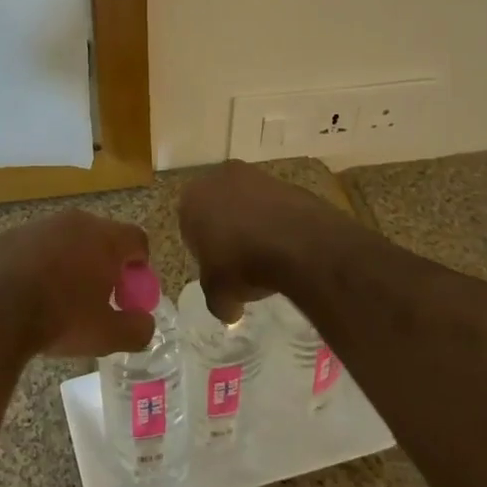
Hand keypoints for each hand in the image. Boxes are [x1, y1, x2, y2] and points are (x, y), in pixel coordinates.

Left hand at [0, 209, 155, 358]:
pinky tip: (31, 292)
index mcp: (105, 238)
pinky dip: (41, 263)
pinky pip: (37, 246)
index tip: (132, 292)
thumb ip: (136, 329)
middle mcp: (75, 221)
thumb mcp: (107, 335)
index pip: (137, 240)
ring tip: (62, 296)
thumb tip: (145, 323)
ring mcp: (41, 225)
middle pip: (102, 236)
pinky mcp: (11, 235)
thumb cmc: (61, 319)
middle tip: (100, 296)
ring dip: (72, 261)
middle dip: (106, 263)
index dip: (140, 266)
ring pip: (67, 239)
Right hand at [179, 161, 350, 322]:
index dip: (202, 248)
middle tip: (239, 260)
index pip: (189, 224)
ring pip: (246, 203)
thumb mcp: (220, 294)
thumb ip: (217, 301)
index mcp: (191, 200)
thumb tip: (228, 311)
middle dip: (226, 229)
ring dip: (253, 223)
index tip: (216, 268)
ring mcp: (254, 175)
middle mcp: (218, 178)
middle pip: (217, 207)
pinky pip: (274, 205)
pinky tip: (287, 245)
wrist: (298, 242)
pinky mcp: (285, 181)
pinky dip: (277, 221)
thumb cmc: (242, 264)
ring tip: (268, 255)